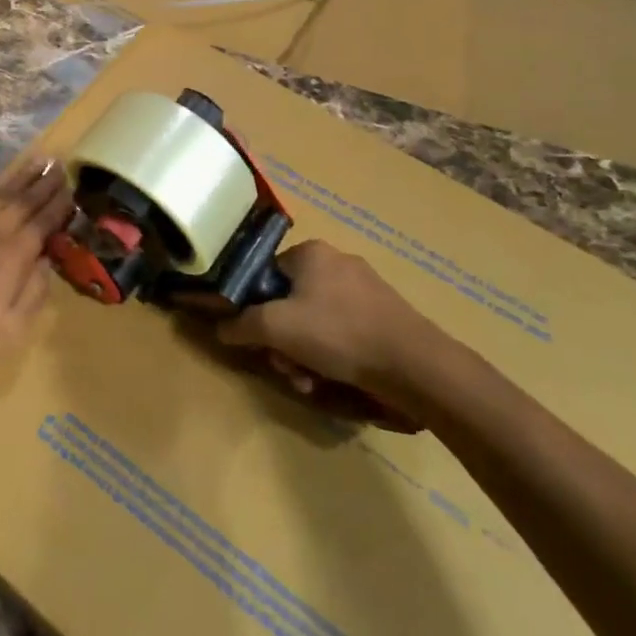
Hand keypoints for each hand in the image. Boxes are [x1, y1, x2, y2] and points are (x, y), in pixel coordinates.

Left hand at [0, 158, 74, 406]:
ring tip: (36, 160)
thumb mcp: (10, 329)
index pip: (43, 222)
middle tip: (59, 163)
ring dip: (19, 177)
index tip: (72, 187)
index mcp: (14, 256)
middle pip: (23, 201)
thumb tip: (47, 261)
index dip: (59, 205)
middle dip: (43, 182)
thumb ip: (34, 292)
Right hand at [217, 241, 450, 427]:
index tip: (256, 338)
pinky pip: (342, 333)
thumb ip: (241, 324)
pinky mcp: (384, 317)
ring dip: (303, 355)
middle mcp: (337, 263)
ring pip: (315, 323)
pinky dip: (331, 356)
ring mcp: (365, 290)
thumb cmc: (339, 334)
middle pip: (289, 303)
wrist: (415, 366)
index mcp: (311, 252)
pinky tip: (333, 381)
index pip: (265, 275)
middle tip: (285, 367)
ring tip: (310, 383)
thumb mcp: (276, 328)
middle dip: (282, 341)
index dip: (254, 308)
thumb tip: (220, 327)